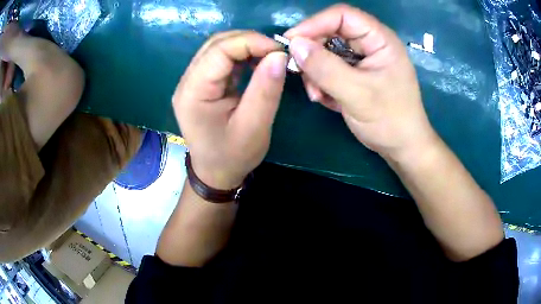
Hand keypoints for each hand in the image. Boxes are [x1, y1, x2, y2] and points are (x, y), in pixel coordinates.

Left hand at [172, 31, 286, 188]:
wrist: (215, 173)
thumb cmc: (233, 156)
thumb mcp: (254, 127)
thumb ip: (266, 90)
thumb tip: (279, 56)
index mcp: (193, 92)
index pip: (219, 50)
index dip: (251, 42)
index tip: (280, 51)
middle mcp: (187, 82)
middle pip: (215, 44)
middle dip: (249, 41)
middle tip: (276, 52)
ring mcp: (192, 82)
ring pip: (217, 48)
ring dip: (245, 46)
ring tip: (269, 56)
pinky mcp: (200, 84)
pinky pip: (220, 59)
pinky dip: (241, 55)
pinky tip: (256, 62)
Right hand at [285, 4, 436, 159]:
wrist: (401, 147)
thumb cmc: (390, 120)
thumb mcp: (357, 94)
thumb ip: (325, 68)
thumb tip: (294, 45)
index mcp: (379, 39)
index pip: (342, 15)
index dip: (314, 23)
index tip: (292, 42)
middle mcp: (370, 43)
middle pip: (330, 32)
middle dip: (313, 53)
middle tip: (301, 75)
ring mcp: (362, 59)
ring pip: (326, 52)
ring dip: (315, 71)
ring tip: (317, 94)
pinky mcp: (355, 73)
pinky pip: (329, 68)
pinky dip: (322, 82)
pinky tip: (326, 99)